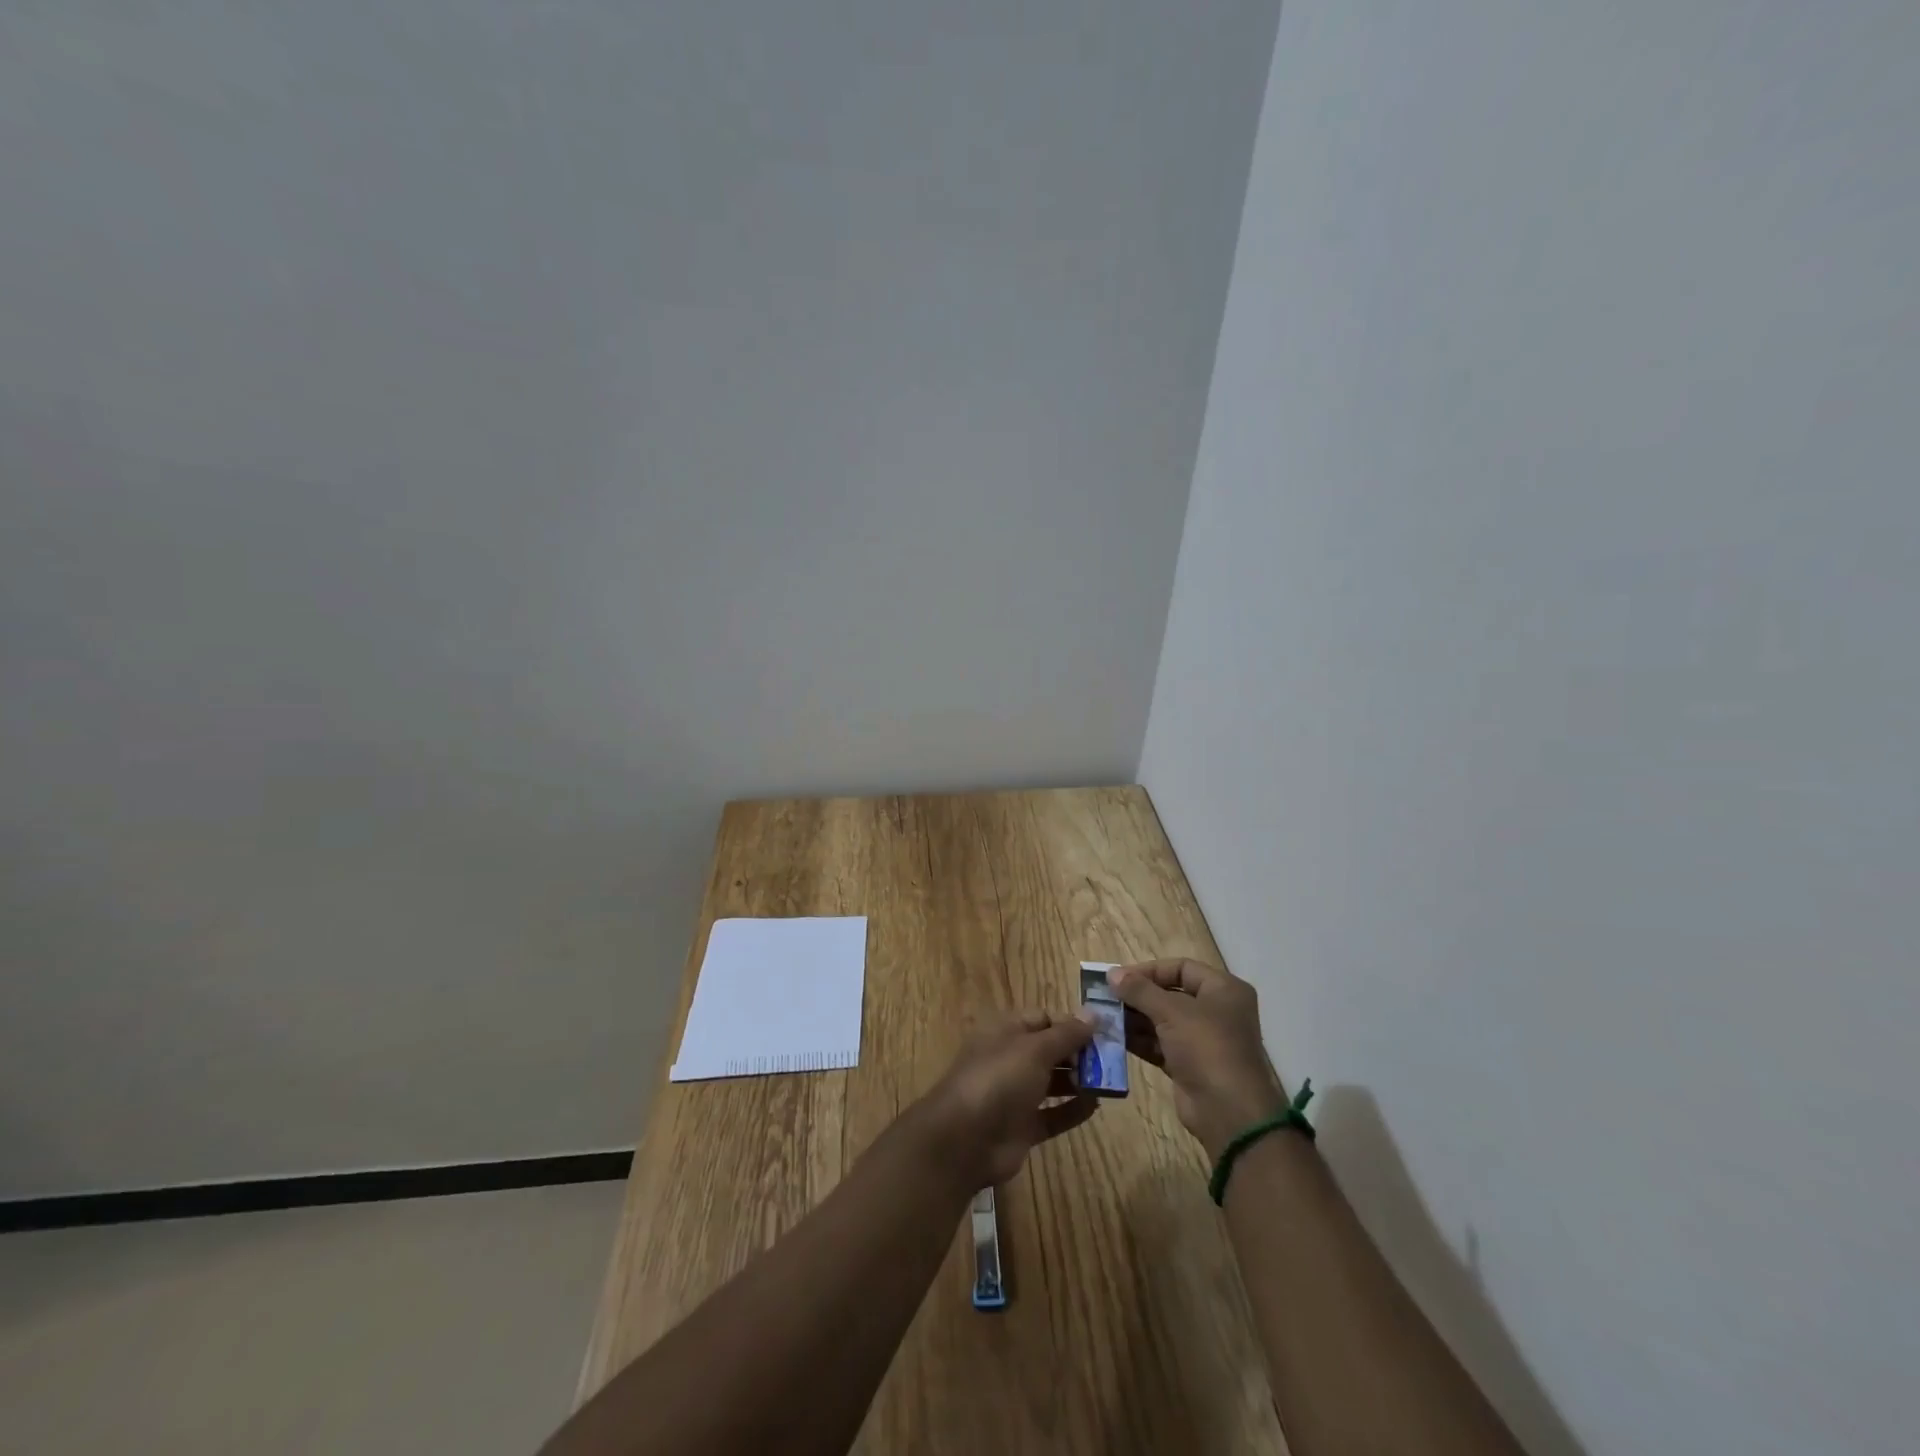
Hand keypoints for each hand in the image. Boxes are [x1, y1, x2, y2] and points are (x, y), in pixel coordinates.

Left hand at [913, 1011, 1099, 1187]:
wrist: (965, 1139)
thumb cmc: (999, 1079)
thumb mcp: (1035, 1049)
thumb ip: (1066, 1033)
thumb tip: (1093, 1014)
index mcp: (1006, 1031)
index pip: (1044, 1019)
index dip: (1072, 1023)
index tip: (1103, 1032)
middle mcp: (1010, 1059)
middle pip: (1050, 1050)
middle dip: (1079, 1052)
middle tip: (1112, 1059)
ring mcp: (1015, 1094)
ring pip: (1053, 1082)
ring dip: (1080, 1081)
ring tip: (1109, 1082)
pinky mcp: (1023, 1126)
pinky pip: (1053, 1114)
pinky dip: (1073, 1110)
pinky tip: (1096, 1106)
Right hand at [1111, 959, 1286, 1160]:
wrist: (1228, 1112)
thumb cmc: (1206, 1047)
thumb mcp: (1171, 1011)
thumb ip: (1140, 990)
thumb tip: (1111, 973)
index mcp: (1223, 990)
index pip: (1181, 968)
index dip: (1149, 970)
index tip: (1118, 977)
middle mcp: (1216, 1011)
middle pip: (1170, 994)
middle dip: (1138, 996)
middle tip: (1106, 997)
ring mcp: (1203, 1040)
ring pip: (1163, 1020)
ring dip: (1135, 1018)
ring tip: (1105, 1016)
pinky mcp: (1189, 1065)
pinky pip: (1160, 1044)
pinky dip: (1140, 1040)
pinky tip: (1115, 1037)